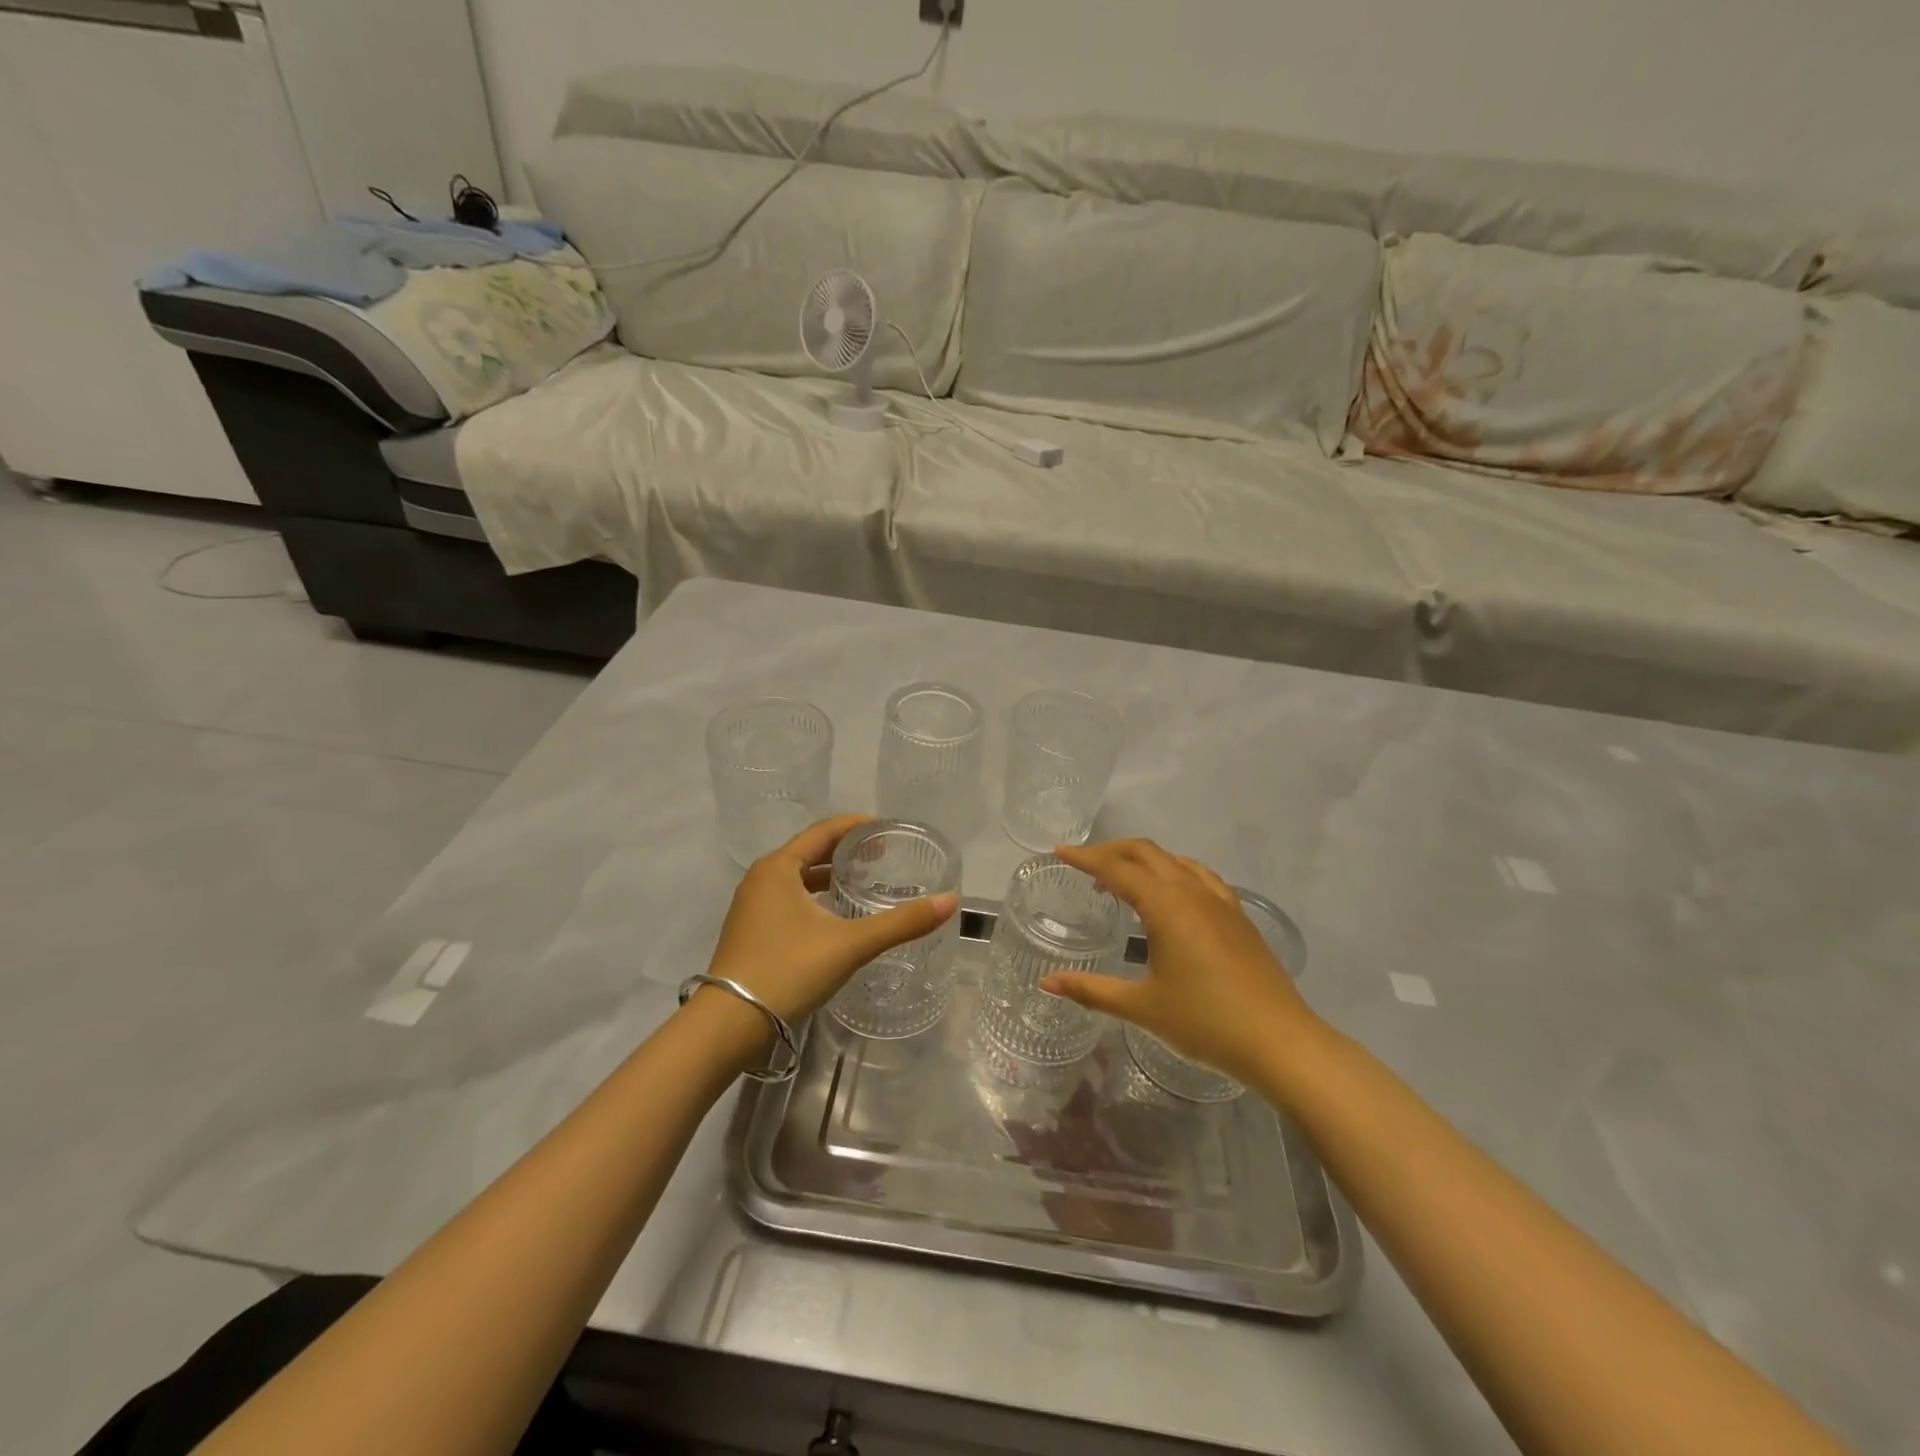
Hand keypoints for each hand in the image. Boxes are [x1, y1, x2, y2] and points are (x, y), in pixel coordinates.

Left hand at [704, 815, 957, 1025]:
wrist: (729, 1024)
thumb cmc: (788, 970)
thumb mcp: (850, 944)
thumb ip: (900, 923)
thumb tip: (950, 901)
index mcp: (779, 867)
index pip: (824, 831)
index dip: (858, 826)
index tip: (889, 829)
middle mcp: (761, 878)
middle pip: (811, 851)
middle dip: (847, 851)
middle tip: (883, 855)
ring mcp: (752, 905)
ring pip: (799, 878)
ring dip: (830, 875)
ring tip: (864, 882)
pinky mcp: (751, 930)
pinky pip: (789, 898)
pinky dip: (816, 897)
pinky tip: (836, 916)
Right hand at [1041, 839, 1321, 1088]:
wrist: (1281, 1042)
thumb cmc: (1206, 1023)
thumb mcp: (1142, 1008)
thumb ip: (1092, 991)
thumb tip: (1047, 983)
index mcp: (1166, 906)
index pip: (1117, 868)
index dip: (1086, 857)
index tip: (1060, 851)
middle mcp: (1192, 892)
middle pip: (1146, 852)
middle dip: (1112, 851)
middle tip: (1084, 862)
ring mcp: (1220, 902)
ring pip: (1175, 860)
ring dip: (1144, 859)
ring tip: (1122, 878)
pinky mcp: (1238, 917)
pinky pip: (1200, 876)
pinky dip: (1174, 871)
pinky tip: (1173, 894)